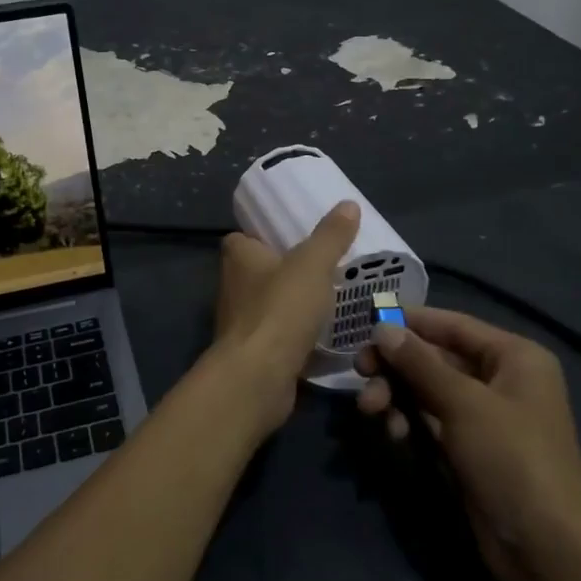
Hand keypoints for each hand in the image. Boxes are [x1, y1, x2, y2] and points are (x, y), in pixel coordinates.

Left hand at [211, 201, 361, 433]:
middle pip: (261, 270)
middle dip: (288, 271)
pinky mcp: (253, 352)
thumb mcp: (312, 264)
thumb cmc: (280, 309)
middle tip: (325, 267)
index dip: (267, 235)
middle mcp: (232, 286)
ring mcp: (240, 321)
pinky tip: (325, 335)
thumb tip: (348, 204)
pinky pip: (279, 335)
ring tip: (331, 299)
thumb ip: (330, 236)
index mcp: (237, 256)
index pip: (245, 237)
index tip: (298, 237)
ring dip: (294, 304)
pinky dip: (297, 335)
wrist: (259, 376)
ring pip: (271, 304)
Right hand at [355, 308, 580, 580]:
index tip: (366, 322)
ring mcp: (483, 415)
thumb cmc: (511, 459)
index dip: (410, 321)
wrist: (546, 548)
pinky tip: (394, 434)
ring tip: (370, 410)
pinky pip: (429, 418)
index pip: (453, 325)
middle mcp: (500, 379)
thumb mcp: (463, 403)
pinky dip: (408, 420)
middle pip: (435, 357)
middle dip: (396, 365)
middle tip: (360, 370)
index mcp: (514, 357)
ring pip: (426, 389)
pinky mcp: (468, 446)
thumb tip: (382, 328)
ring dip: (395, 394)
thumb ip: (419, 363)